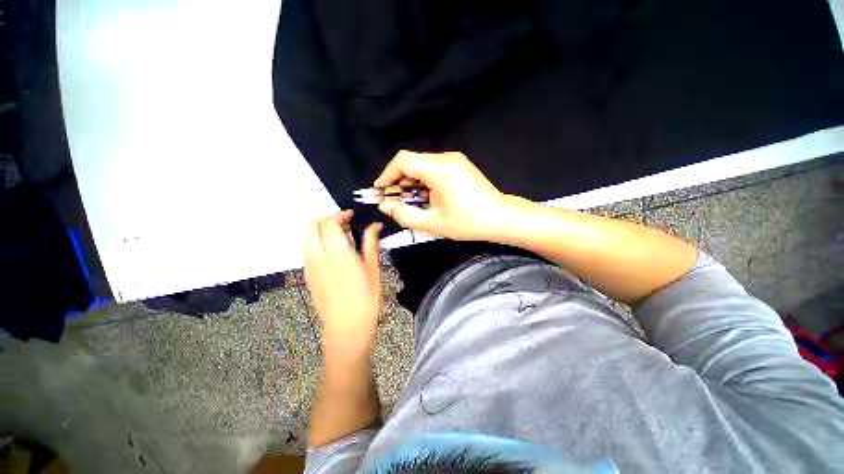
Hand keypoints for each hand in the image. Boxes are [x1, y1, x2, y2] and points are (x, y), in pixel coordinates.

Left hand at [303, 210, 382, 352]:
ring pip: (306, 238)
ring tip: (337, 236)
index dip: (339, 215)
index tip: (350, 216)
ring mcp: (310, 267)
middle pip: (311, 226)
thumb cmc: (366, 298)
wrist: (347, 327)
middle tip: (342, 223)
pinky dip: (316, 243)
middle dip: (325, 219)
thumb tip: (375, 225)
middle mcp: (319, 256)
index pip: (329, 223)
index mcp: (337, 253)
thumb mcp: (373, 268)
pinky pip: (307, 251)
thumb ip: (371, 243)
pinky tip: (331, 252)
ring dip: (318, 230)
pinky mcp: (308, 276)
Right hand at [375, 151, 510, 240]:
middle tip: (396, 201)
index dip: (387, 174)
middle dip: (399, 180)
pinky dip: (425, 180)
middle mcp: (446, 158)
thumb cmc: (467, 222)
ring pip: (423, 165)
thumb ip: (404, 214)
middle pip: (412, 162)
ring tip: (413, 201)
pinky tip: (429, 196)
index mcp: (438, 169)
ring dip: (413, 181)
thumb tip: (385, 206)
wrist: (501, 218)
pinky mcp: (461, 164)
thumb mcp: (432, 223)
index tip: (381, 190)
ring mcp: (456, 159)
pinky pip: (435, 168)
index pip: (402, 160)